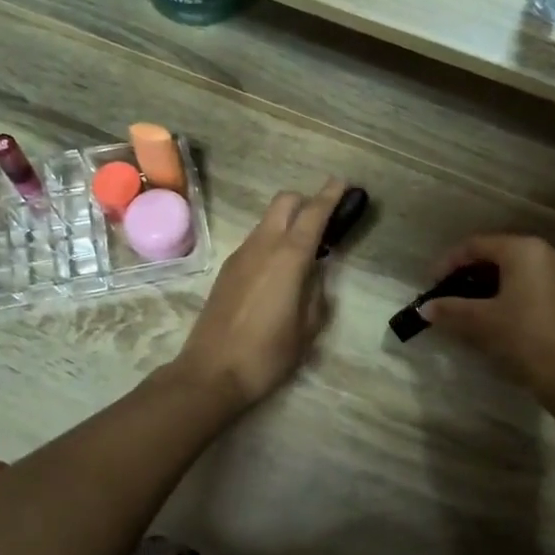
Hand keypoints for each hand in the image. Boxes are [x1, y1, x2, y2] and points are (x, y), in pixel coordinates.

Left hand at [172, 180, 345, 412]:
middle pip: (285, 202)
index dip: (331, 195)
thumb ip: (316, 292)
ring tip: (306, 250)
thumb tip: (314, 276)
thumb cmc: (268, 353)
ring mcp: (240, 255)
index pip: (313, 213)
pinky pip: (256, 240)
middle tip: (325, 220)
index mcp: (288, 257)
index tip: (343, 182)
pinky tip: (281, 269)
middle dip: (306, 200)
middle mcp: (262, 245)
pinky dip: (273, 240)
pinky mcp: (227, 269)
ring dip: (288, 221)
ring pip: (268, 220)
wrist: (212, 372)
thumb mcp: (308, 327)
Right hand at [421, 234, 554, 407]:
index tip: (431, 283)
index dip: (449, 262)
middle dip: (470, 272)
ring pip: (517, 270)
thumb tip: (425, 308)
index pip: (476, 246)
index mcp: (523, 250)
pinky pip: (533, 284)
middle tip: (449, 292)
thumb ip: (450, 309)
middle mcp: (546, 253)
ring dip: (490, 283)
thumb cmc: (523, 337)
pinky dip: (511, 292)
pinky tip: (499, 314)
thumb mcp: (480, 321)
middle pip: (498, 254)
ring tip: (470, 304)